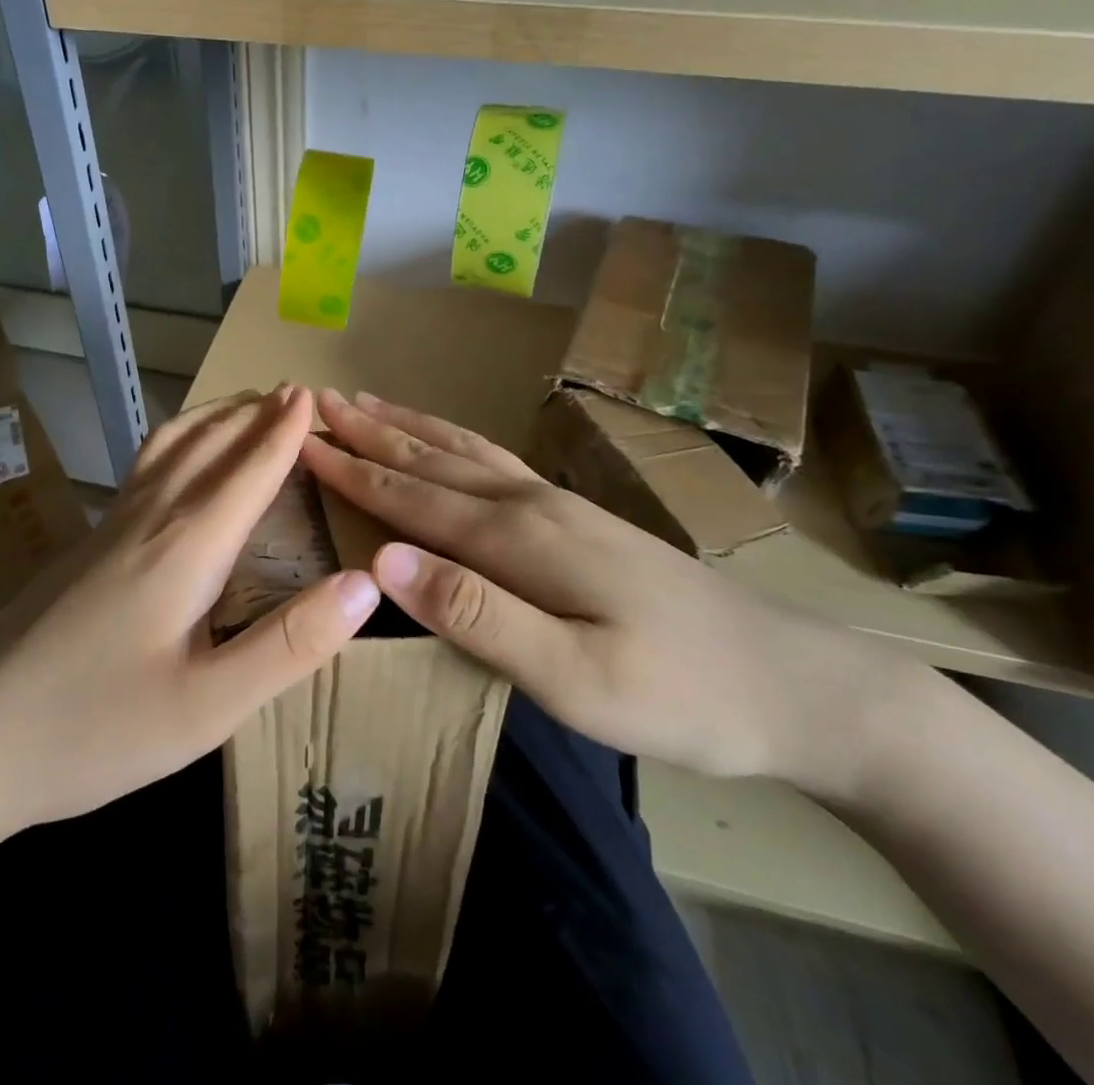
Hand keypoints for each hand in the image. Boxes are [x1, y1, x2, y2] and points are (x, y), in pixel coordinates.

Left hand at [0, 386, 378, 839]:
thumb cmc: (92, 728)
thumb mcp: (207, 707)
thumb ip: (290, 643)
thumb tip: (366, 582)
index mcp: (186, 547)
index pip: (249, 472)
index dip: (284, 434)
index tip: (311, 395)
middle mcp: (149, 519)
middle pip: (209, 445)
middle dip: (253, 414)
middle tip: (290, 391)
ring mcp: (108, 528)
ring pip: (169, 448)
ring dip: (213, 419)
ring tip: (241, 407)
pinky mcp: (84, 545)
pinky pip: (145, 467)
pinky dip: (178, 441)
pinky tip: (174, 462)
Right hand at [301, 388, 909, 798]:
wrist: (794, 683)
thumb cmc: (679, 693)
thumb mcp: (572, 677)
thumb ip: (474, 614)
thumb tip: (384, 559)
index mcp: (516, 538)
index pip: (411, 497)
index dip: (351, 470)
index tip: (299, 440)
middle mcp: (529, 504)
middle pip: (431, 458)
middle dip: (369, 431)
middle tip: (317, 401)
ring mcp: (557, 505)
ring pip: (462, 450)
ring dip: (407, 426)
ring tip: (365, 401)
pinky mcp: (578, 517)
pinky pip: (493, 461)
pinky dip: (453, 440)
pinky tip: (448, 440)